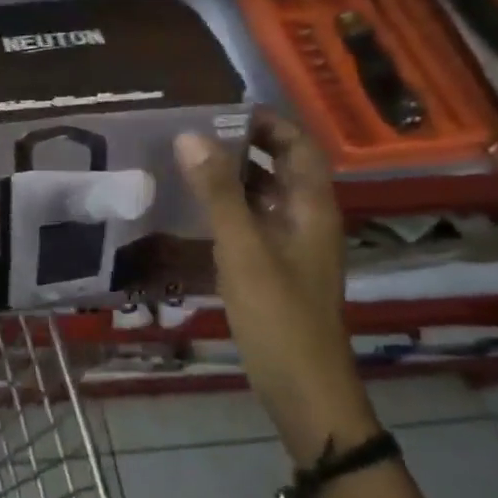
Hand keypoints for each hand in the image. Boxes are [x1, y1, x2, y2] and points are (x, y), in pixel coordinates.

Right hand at [175, 112, 372, 459]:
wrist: (303, 388)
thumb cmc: (278, 315)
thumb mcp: (243, 249)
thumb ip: (216, 193)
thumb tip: (189, 135)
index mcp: (311, 208)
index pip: (299, 146)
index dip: (267, 122)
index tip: (220, 109)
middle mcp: (306, 219)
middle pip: (281, 166)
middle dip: (243, 144)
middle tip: (192, 131)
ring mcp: (291, 246)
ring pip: (264, 195)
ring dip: (232, 175)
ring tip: (185, 161)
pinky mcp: (274, 268)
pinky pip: (252, 222)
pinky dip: (227, 207)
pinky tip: (192, 209)